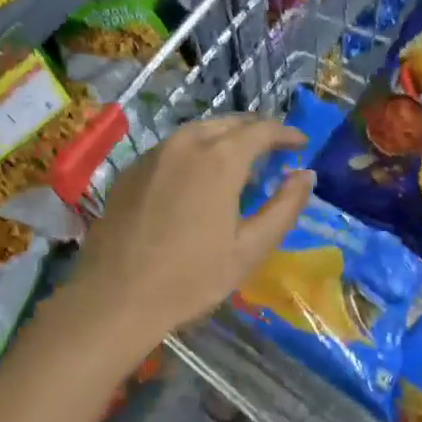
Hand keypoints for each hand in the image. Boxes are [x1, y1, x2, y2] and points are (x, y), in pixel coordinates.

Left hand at [66, 116, 313, 354]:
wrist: (115, 298)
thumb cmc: (191, 278)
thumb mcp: (249, 249)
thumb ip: (285, 207)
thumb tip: (306, 174)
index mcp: (220, 158)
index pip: (262, 130)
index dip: (286, 134)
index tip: (301, 144)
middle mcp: (186, 143)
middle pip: (229, 123)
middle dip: (255, 132)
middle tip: (273, 150)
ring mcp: (154, 153)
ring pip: (198, 131)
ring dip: (224, 139)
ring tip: (238, 162)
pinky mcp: (131, 169)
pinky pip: (172, 148)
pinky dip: (194, 152)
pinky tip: (196, 178)